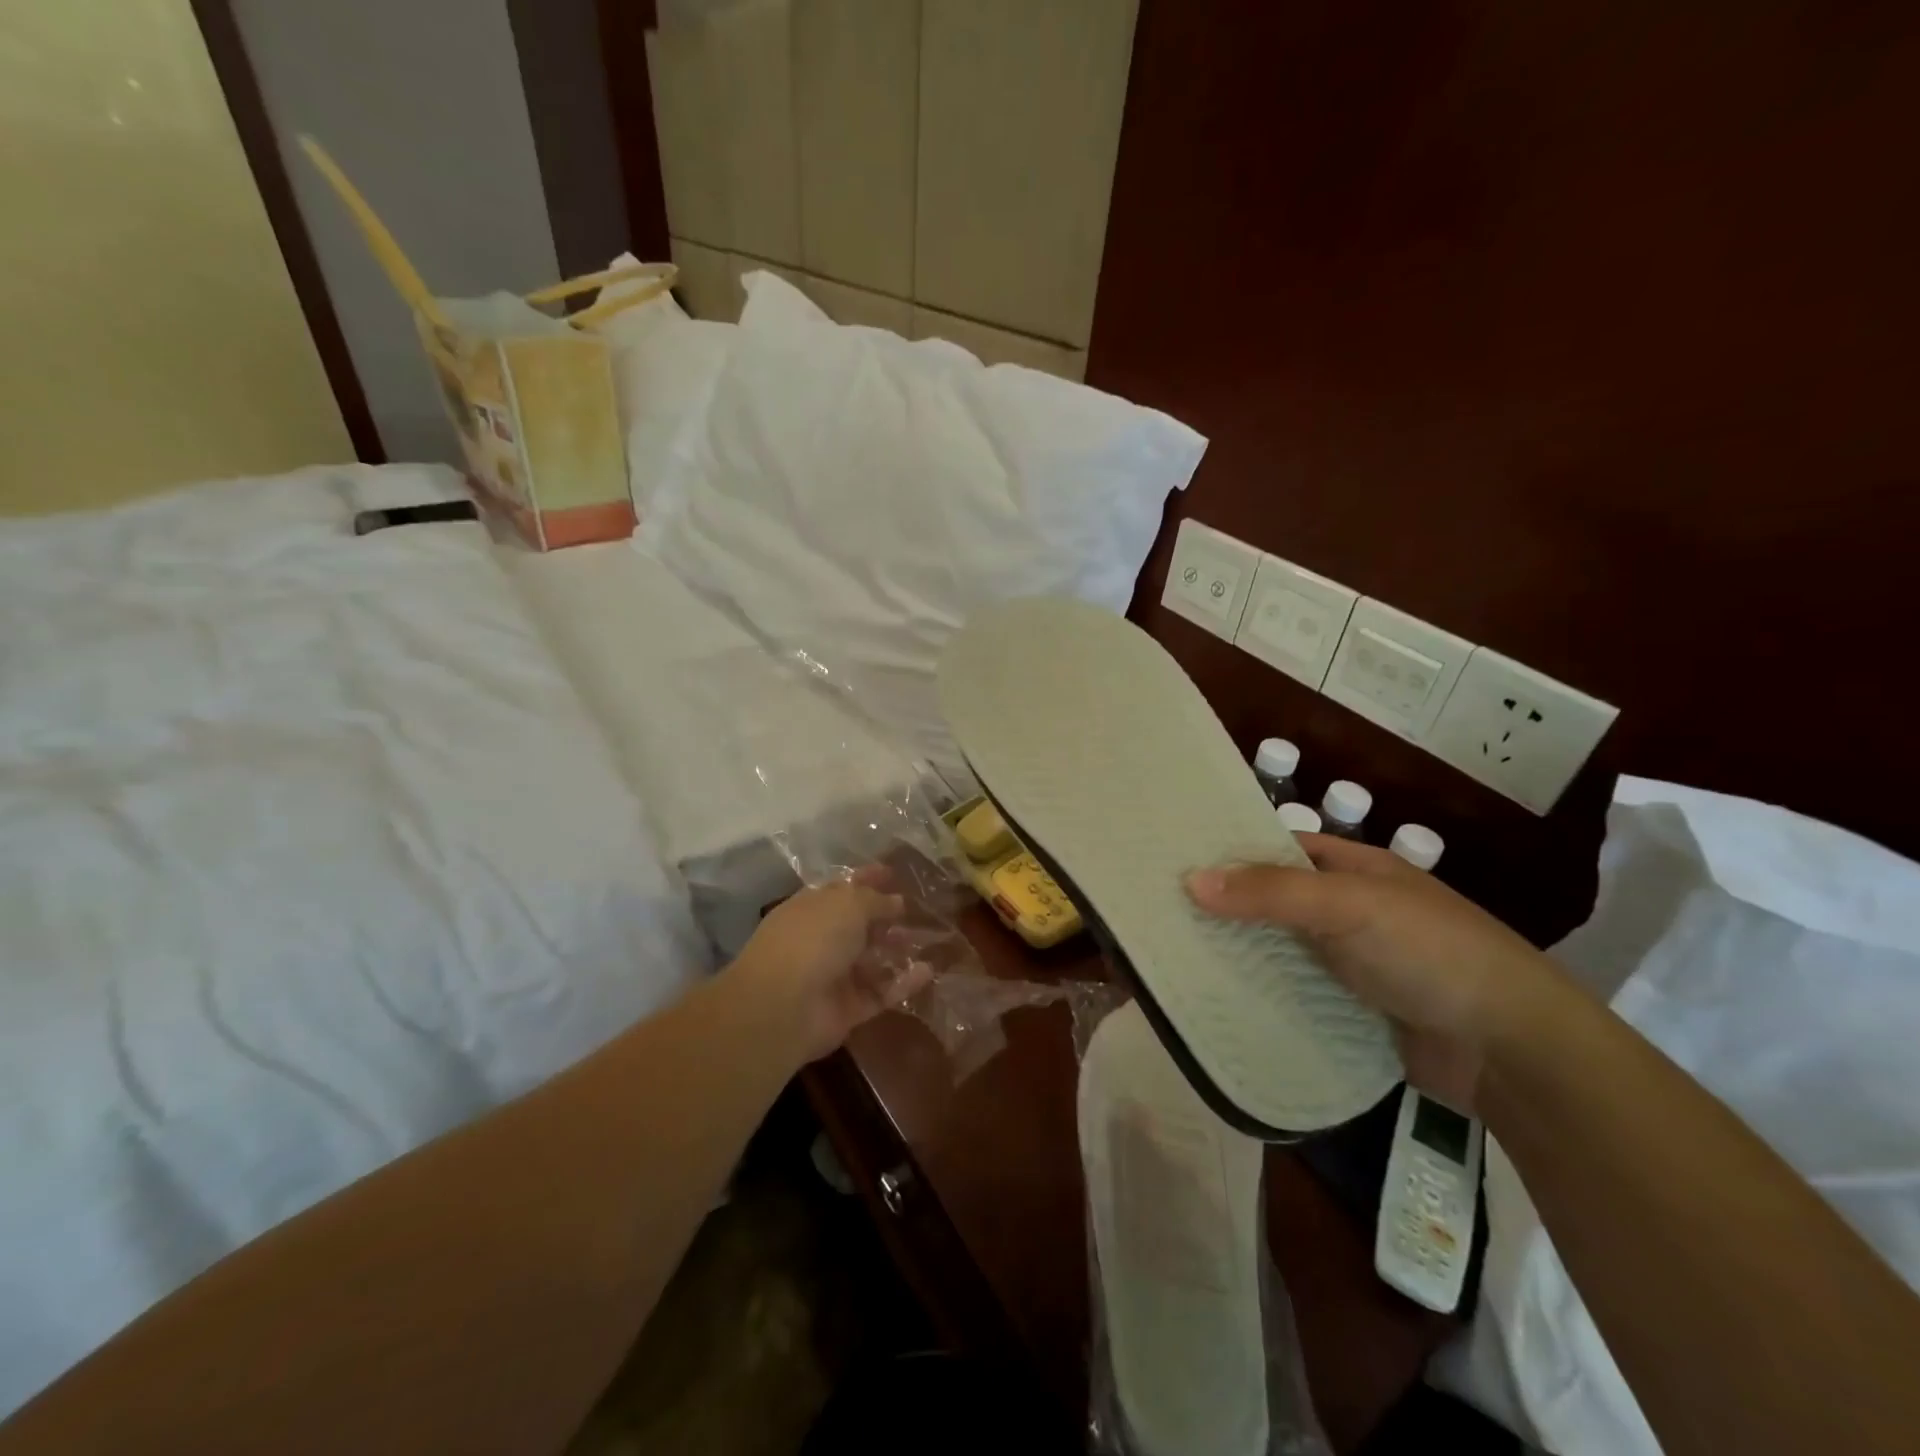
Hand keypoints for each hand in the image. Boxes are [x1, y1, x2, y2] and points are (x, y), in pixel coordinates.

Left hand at [728, 868, 926, 1065]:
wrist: (784, 1006)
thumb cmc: (813, 939)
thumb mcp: (848, 904)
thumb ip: (875, 900)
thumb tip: (895, 901)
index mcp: (812, 907)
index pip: (842, 888)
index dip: (866, 879)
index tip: (893, 873)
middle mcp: (821, 939)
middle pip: (858, 925)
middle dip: (886, 918)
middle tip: (918, 912)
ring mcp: (833, 975)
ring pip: (871, 960)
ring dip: (897, 950)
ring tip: (929, 940)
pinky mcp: (847, 1008)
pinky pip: (880, 992)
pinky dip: (902, 983)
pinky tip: (928, 971)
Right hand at [1186, 835, 1556, 1111]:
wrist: (1512, 1051)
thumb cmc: (1431, 953)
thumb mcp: (1349, 906)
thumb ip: (1271, 891)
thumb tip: (1190, 879)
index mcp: (1355, 869)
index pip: (1279, 847)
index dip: (1230, 850)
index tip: (1173, 859)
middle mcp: (1348, 910)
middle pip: (1274, 900)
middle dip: (1225, 905)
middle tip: (1159, 911)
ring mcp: (1350, 961)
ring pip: (1279, 948)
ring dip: (1238, 951)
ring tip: (1171, 954)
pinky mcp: (1350, 1009)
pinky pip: (1293, 991)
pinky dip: (1260, 992)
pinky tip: (1215, 997)